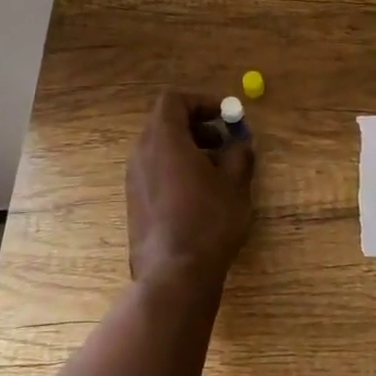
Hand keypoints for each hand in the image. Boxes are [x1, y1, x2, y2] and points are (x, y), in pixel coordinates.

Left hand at [125, 91, 255, 293]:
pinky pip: (155, 170)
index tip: (226, 115)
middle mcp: (142, 153)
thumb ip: (239, 154)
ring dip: (188, 148)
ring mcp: (134, 179)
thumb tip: (241, 142)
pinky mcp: (134, 202)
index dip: (201, 101)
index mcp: (164, 139)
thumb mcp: (235, 184)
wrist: (174, 275)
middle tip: (224, 140)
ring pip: (159, 148)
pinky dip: (176, 169)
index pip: (173, 100)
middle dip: (197, 125)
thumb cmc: (209, 221)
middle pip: (165, 122)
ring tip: (217, 169)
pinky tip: (201, 194)